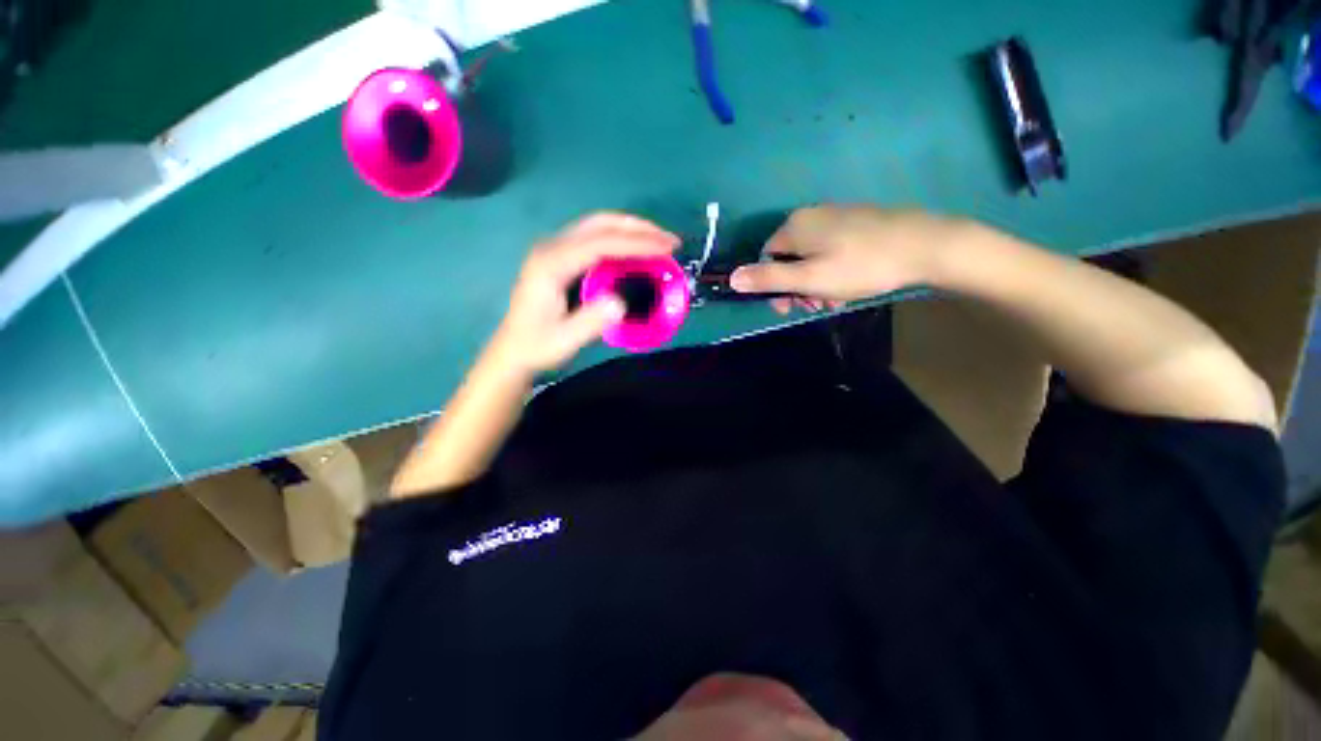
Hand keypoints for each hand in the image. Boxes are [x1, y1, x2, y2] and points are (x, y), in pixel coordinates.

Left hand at [490, 213, 680, 373]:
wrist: (513, 352)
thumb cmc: (537, 347)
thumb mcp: (563, 342)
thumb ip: (589, 322)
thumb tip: (621, 302)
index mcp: (550, 264)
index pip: (600, 244)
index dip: (636, 244)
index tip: (666, 249)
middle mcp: (551, 248)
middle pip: (599, 224)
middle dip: (638, 228)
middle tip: (669, 241)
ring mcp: (555, 250)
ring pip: (597, 227)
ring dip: (631, 230)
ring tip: (660, 242)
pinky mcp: (561, 257)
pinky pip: (595, 239)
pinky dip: (621, 240)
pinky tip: (637, 252)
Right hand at [729, 206, 963, 313]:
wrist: (924, 245)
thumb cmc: (860, 265)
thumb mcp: (809, 279)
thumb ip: (768, 279)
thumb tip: (731, 278)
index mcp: (794, 227)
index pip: (766, 258)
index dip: (773, 286)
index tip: (790, 307)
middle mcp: (810, 216)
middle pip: (789, 259)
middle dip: (797, 287)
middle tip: (816, 306)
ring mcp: (835, 216)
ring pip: (811, 257)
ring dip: (816, 284)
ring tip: (836, 301)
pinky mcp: (856, 221)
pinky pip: (831, 250)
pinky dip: (833, 271)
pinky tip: (849, 286)